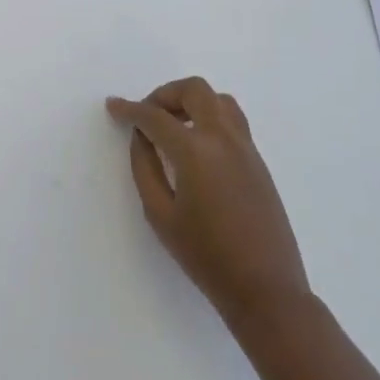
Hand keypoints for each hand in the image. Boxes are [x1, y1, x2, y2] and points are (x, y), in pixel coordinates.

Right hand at [107, 77, 311, 326]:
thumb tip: (142, 138)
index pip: (155, 116)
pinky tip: (196, 147)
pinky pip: (232, 121)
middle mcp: (223, 138)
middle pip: (194, 90)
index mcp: (195, 151)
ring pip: (219, 99)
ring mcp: (246, 147)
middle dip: (164, 95)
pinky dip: (209, 117)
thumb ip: (145, 168)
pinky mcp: (258, 161)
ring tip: (173, 127)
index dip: (130, 109)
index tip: (113, 106)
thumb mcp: (160, 214)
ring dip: (191, 102)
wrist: (266, 289)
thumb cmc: (206, 256)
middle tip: (147, 116)